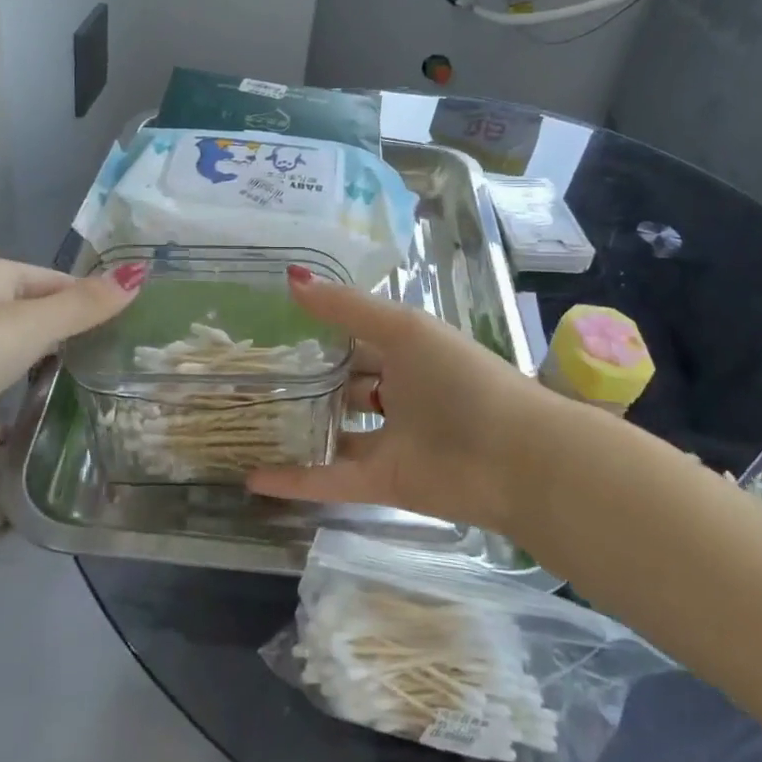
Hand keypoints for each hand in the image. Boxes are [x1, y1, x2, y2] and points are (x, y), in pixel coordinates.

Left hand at [0, 257, 141, 490]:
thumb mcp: (30, 326)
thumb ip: (85, 305)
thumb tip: (139, 272)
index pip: (52, 279)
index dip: (87, 297)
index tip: (126, 322)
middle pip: (29, 316)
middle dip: (64, 334)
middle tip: (112, 356)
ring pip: (6, 358)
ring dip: (34, 370)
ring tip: (84, 386)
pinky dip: (2, 414)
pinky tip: (27, 427)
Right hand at [247, 273, 544, 531]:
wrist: (516, 458)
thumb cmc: (461, 379)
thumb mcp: (404, 329)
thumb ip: (346, 307)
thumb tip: (290, 278)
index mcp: (406, 352)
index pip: (352, 338)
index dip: (315, 331)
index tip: (266, 326)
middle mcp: (397, 393)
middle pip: (341, 386)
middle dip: (302, 381)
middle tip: (245, 378)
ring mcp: (390, 440)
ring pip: (334, 433)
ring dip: (297, 430)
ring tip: (244, 424)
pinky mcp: (384, 482)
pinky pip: (332, 478)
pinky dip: (296, 479)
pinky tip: (253, 477)